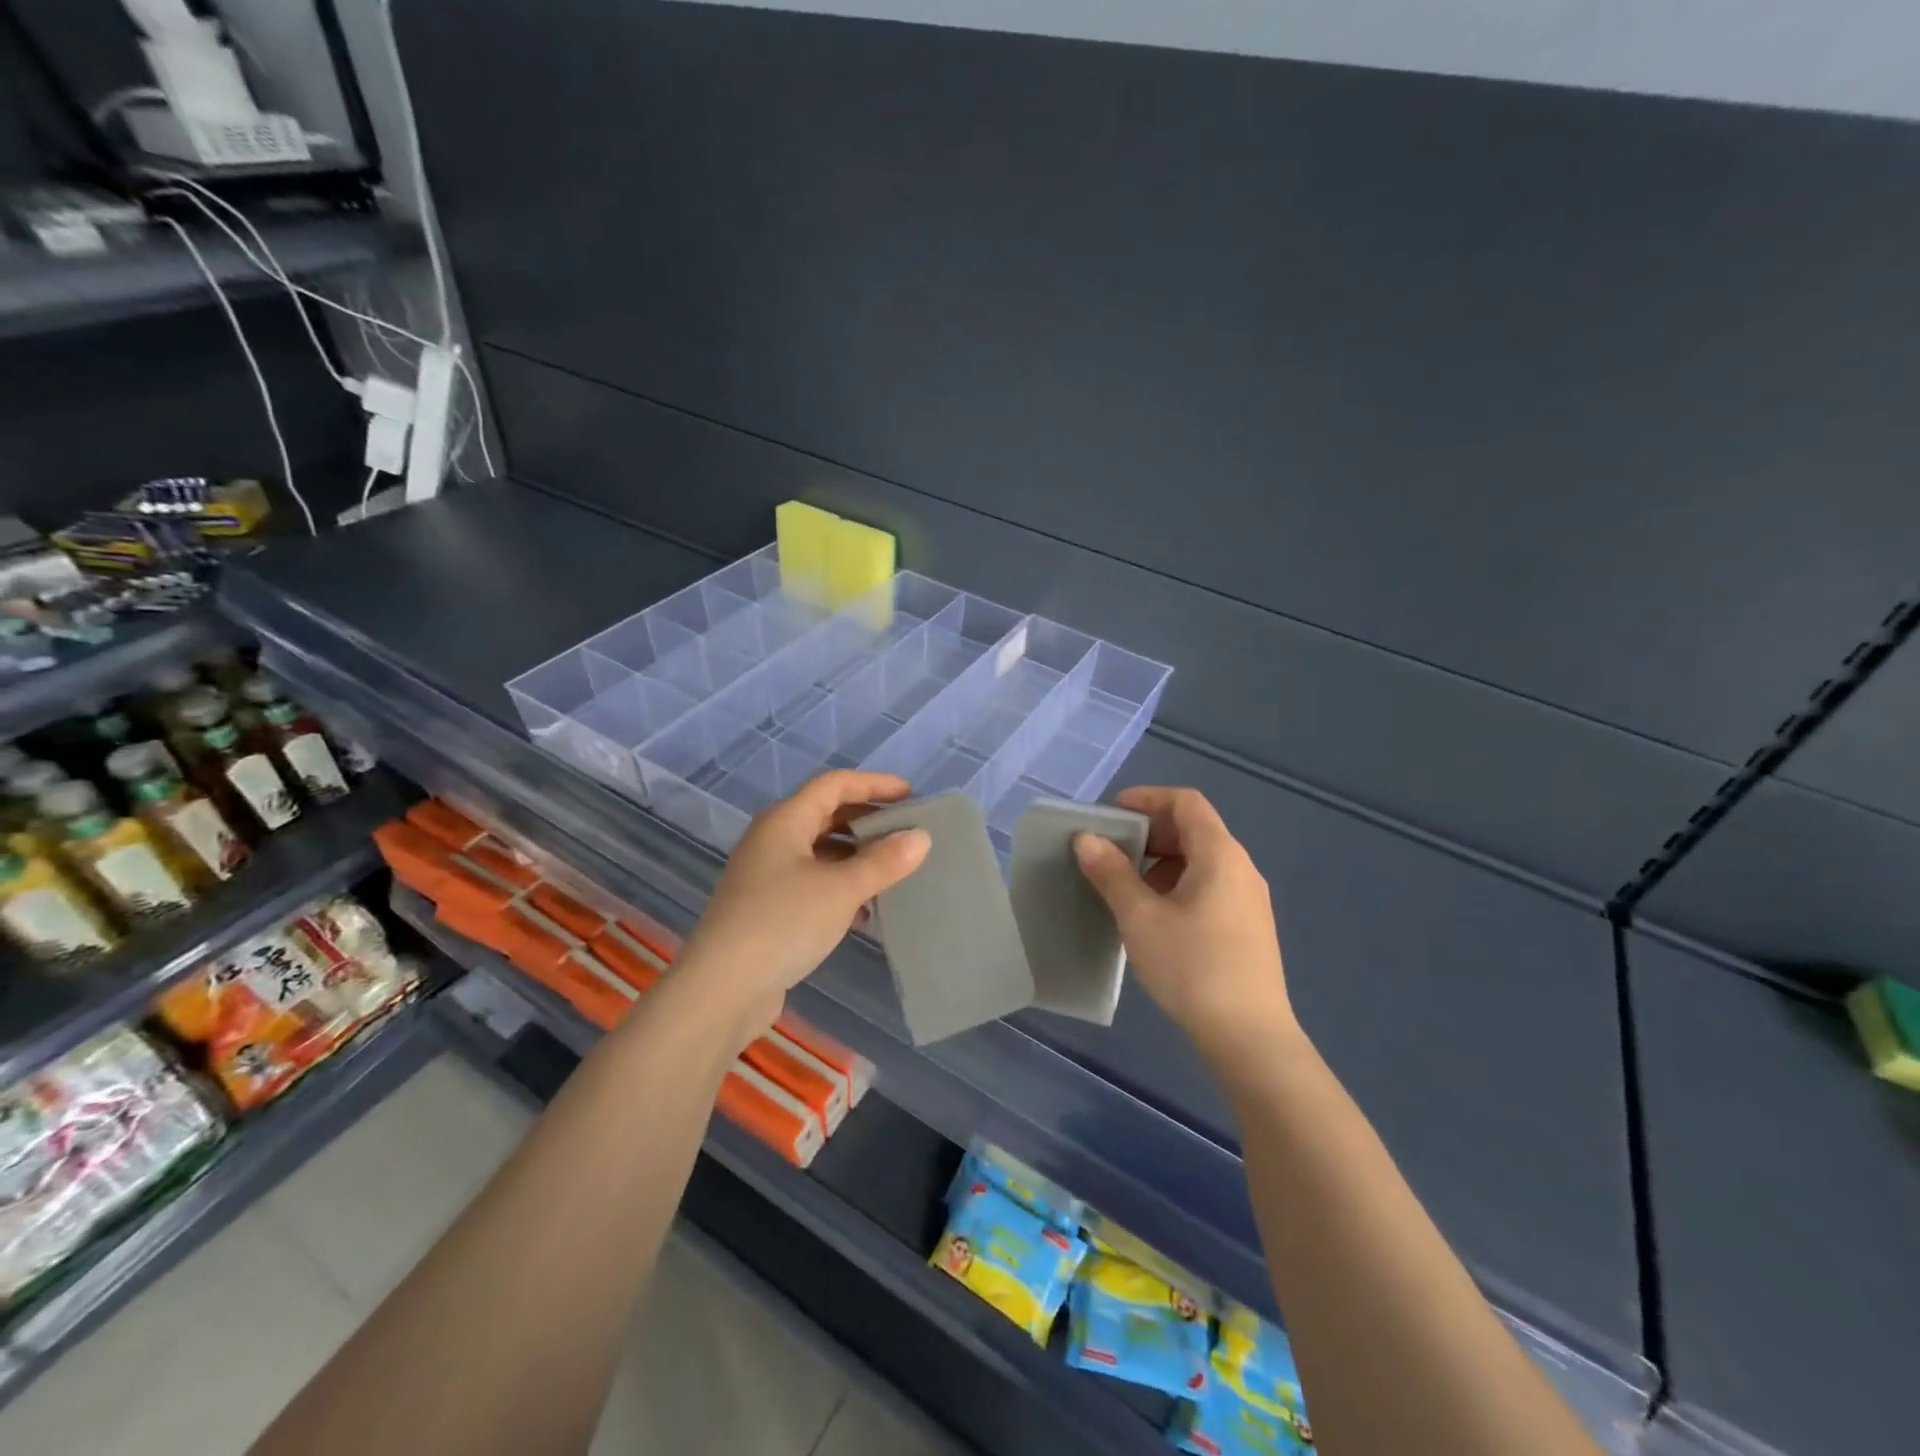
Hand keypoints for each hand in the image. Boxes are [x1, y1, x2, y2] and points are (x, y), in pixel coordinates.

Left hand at [679, 770, 930, 1040]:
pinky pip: (814, 883)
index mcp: (785, 820)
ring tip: (895, 871)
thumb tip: (921, 837)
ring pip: (821, 852)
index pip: (834, 785)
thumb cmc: (782, 923)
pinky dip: (842, 887)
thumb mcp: (841, 889)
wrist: (721, 990)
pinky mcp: (769, 908)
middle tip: (908, 832)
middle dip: (867, 821)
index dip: (874, 784)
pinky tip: (866, 911)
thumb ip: (883, 861)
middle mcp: (773, 840)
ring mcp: (768, 875)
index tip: (911, 796)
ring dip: (857, 857)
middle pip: (827, 815)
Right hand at [1073, 786, 1299, 1069]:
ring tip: (1126, 886)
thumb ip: (1112, 873)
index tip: (1113, 812)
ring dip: (1162, 861)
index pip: (1186, 802)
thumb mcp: (1141, 918)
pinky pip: (1210, 886)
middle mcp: (1241, 868)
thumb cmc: (1192, 967)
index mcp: (1220, 855)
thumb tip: (1086, 839)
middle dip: (1150, 832)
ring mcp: (1249, 899)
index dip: (1148, 798)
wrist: (1249, 1037)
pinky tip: (1154, 916)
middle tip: (1112, 850)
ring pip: (1201, 860)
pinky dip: (1178, 884)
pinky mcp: (1249, 926)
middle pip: (1194, 829)